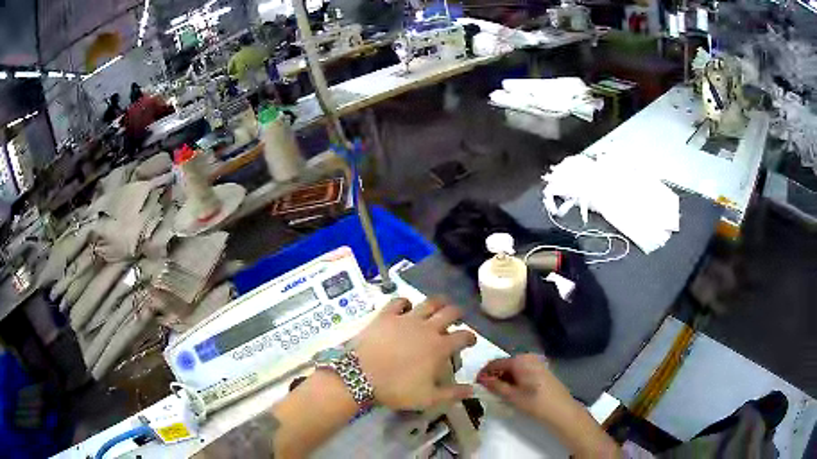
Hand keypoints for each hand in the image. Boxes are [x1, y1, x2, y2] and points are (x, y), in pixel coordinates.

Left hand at [353, 297, 476, 410]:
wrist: (360, 376)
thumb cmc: (396, 389)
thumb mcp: (428, 399)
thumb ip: (452, 394)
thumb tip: (472, 390)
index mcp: (439, 347)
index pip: (463, 336)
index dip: (471, 337)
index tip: (471, 341)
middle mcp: (427, 328)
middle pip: (450, 312)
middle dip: (458, 314)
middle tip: (458, 319)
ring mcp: (406, 318)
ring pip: (429, 302)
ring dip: (438, 303)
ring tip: (439, 306)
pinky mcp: (386, 315)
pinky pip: (399, 301)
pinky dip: (406, 302)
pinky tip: (406, 307)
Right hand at [476, 354, 576, 422]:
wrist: (561, 410)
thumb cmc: (535, 402)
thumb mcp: (512, 396)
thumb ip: (495, 386)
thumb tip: (481, 379)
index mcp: (520, 360)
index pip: (495, 363)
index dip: (484, 373)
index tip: (474, 384)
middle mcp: (528, 357)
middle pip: (505, 364)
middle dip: (494, 375)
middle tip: (485, 390)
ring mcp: (537, 363)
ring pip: (514, 369)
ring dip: (504, 378)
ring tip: (497, 392)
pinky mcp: (542, 370)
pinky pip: (522, 371)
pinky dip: (514, 379)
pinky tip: (512, 391)